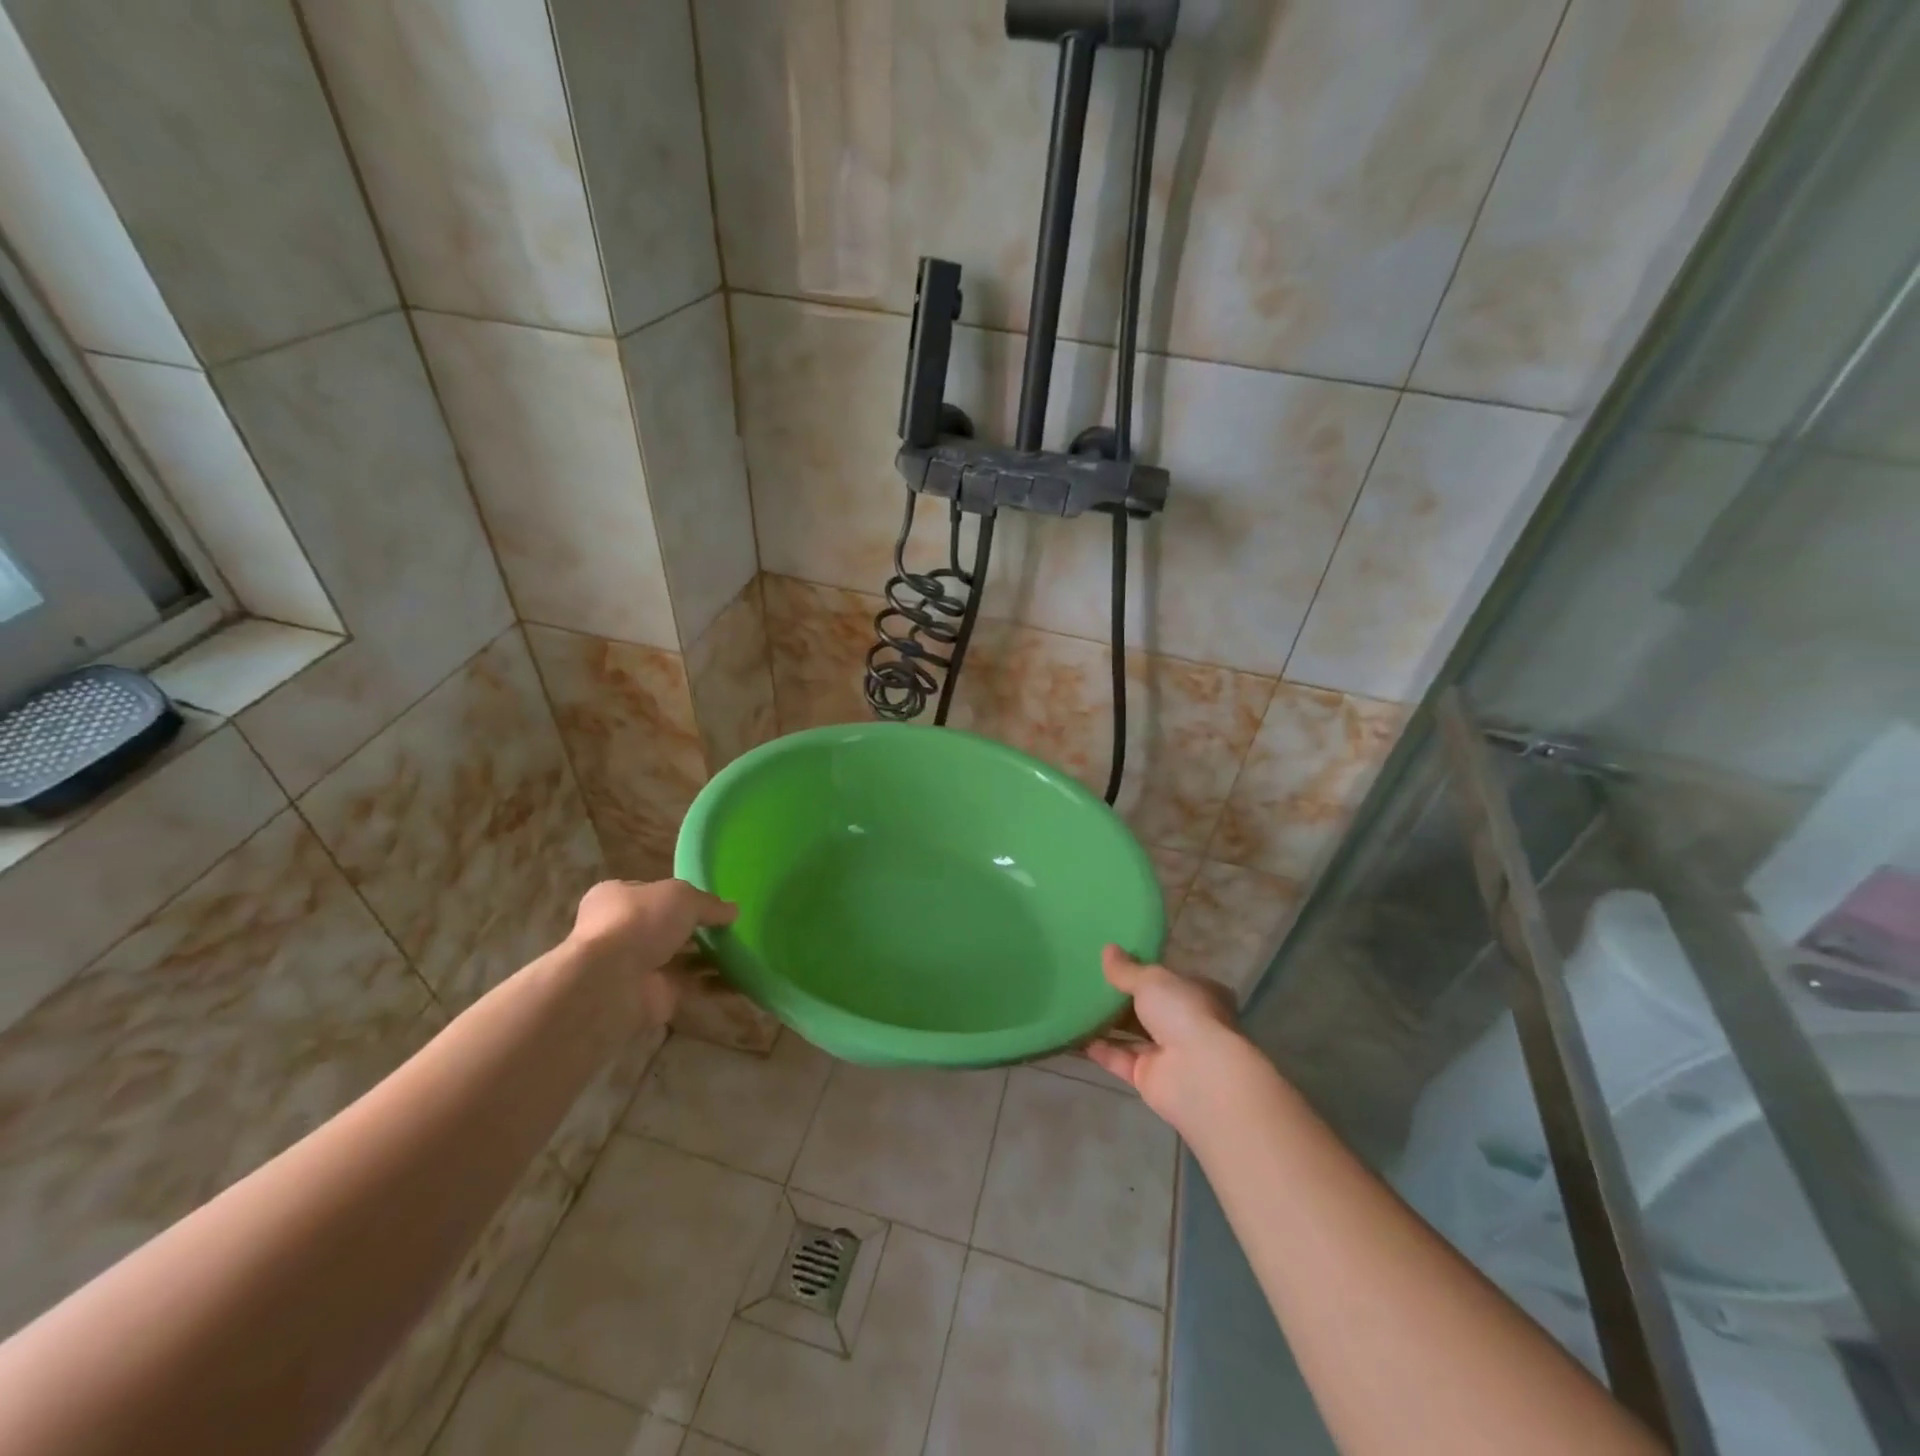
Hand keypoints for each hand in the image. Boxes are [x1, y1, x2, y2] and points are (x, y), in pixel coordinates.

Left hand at [569, 879, 737, 1023]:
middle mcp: (624, 932)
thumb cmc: (639, 922)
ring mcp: (638, 966)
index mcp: (618, 898)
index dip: (682, 896)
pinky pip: (693, 986)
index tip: (712, 901)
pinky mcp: (655, 995)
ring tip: (746, 951)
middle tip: (734, 927)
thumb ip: (709, 903)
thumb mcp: (682, 896)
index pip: (653, 893)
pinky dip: (716, 984)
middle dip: (700, 930)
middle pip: (669, 928)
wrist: (613, 982)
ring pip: (683, 958)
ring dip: (712, 957)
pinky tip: (743, 979)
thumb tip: (732, 911)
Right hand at [1087, 946, 1256, 1137]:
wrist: (1197, 1074)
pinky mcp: (1150, 1078)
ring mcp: (1169, 1054)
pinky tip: (1076, 1035)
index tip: (1116, 963)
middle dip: (1122, 998)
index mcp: (1199, 994)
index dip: (1146, 971)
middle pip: (1149, 1008)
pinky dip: (1100, 1049)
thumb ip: (1127, 969)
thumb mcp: (1151, 980)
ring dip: (1108, 1023)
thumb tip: (1107, 949)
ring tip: (1076, 1005)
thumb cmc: (1183, 1012)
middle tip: (1089, 982)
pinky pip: (1120, 1060)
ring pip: (1133, 1035)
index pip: (1171, 980)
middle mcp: (1187, 1024)